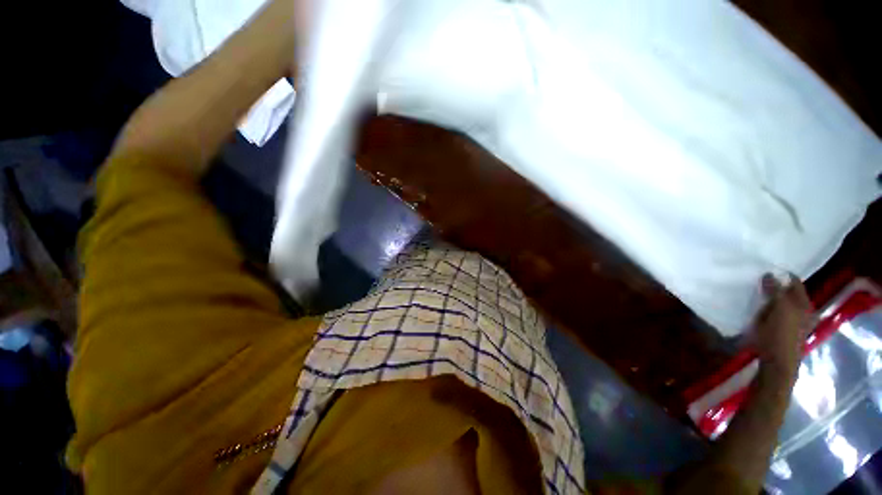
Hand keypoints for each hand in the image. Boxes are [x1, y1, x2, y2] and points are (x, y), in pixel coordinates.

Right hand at [753, 274, 812, 378]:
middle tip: (757, 279)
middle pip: (788, 292)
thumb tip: (769, 274)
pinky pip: (776, 312)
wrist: (777, 363)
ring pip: (781, 302)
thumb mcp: (778, 310)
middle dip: (775, 286)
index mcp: (803, 303)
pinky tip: (758, 309)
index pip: (794, 282)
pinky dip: (767, 308)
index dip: (782, 275)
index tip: (765, 268)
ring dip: (770, 297)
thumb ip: (775, 291)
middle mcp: (802, 310)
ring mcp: (793, 321)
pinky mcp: (783, 329)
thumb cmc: (778, 335)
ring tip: (755, 293)